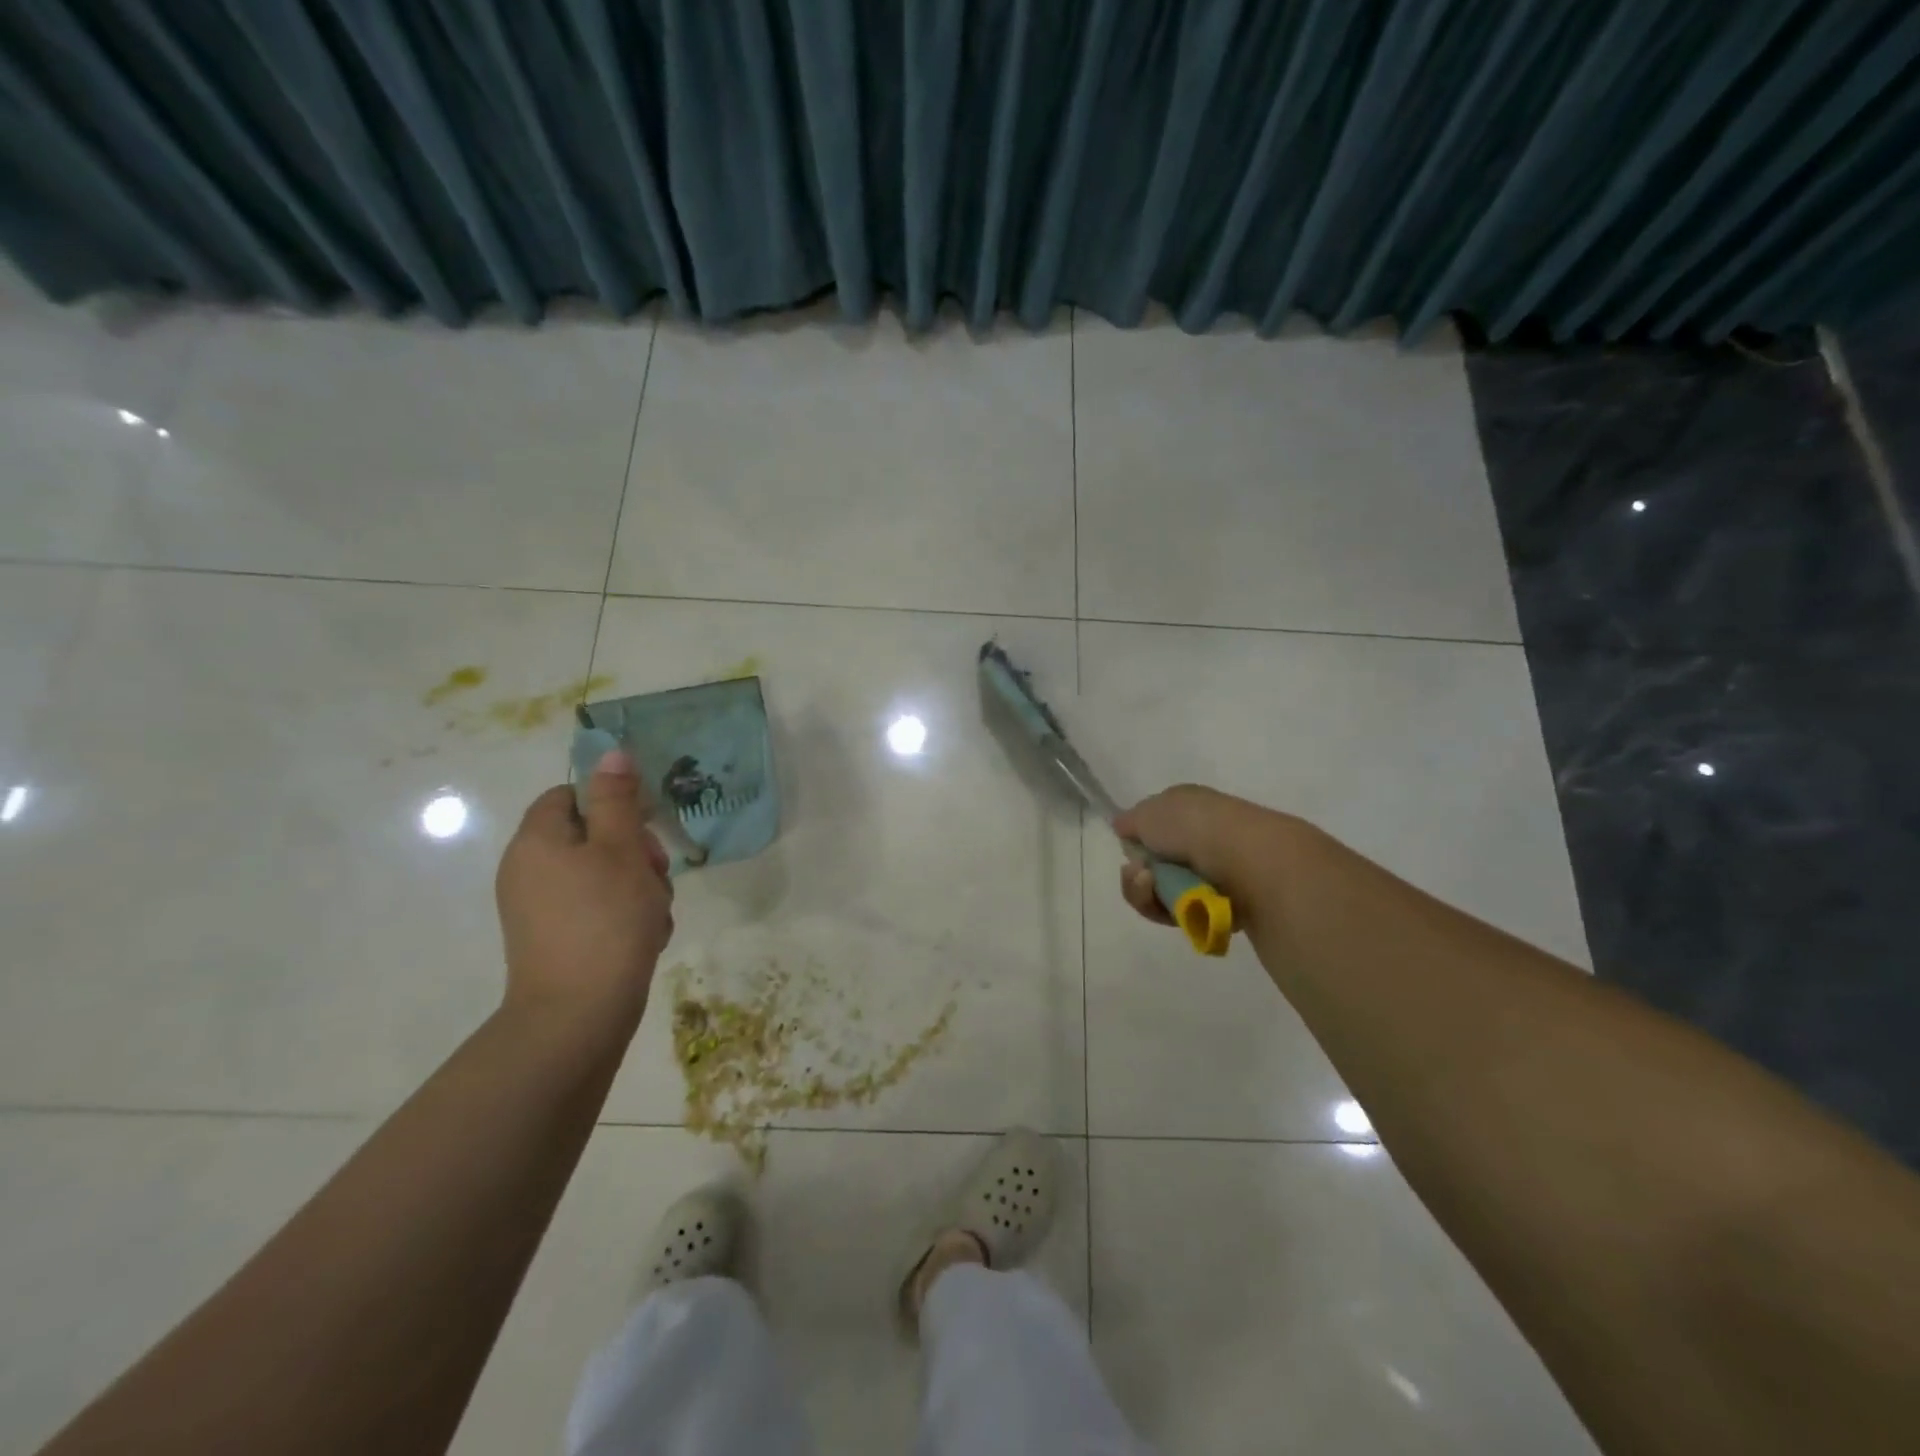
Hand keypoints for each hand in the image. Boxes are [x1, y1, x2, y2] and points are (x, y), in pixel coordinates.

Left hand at [495, 749, 674, 1023]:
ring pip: (603, 875)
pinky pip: (597, 908)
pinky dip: (625, 915)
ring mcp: (540, 909)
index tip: (645, 826)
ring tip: (655, 913)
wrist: (578, 1015)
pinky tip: (645, 936)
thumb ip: (617, 799)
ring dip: (639, 886)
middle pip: (592, 836)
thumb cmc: (605, 920)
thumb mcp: (620, 849)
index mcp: (537, 841)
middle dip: (635, 851)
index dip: (612, 803)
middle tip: (657, 874)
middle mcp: (529, 870)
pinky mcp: (557, 939)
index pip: (571, 796)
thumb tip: (611, 751)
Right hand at [1112, 784, 1291, 927]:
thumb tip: (1123, 827)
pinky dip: (1172, 910)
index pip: (1154, 827)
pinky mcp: (1223, 904)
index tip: (1130, 848)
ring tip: (1151, 887)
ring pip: (1164, 892)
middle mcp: (1203, 837)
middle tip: (1139, 875)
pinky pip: (1184, 913)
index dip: (1138, 840)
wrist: (1244, 857)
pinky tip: (1176, 903)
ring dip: (1147, 893)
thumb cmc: (1192, 826)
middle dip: (1138, 876)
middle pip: (1156, 866)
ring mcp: (1215, 872)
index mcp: (1189, 808)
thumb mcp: (1147, 813)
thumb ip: (1130, 821)